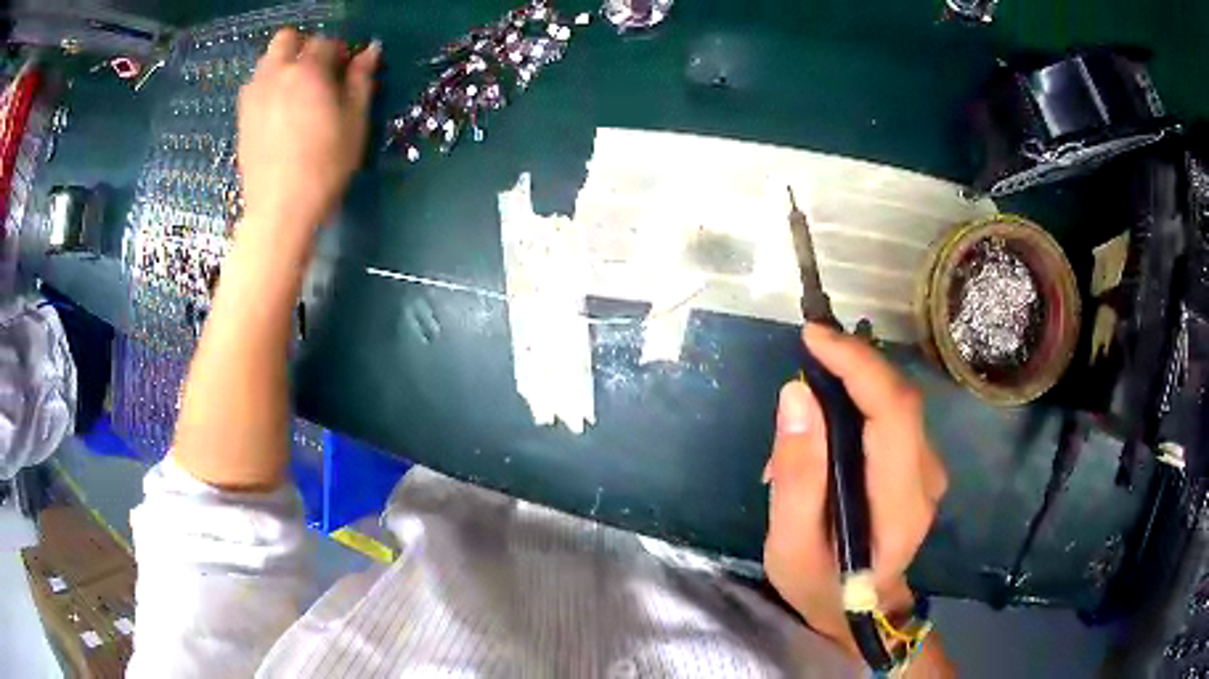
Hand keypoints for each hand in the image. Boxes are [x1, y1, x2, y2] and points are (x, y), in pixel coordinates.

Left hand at [237, 29, 378, 234]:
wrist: (280, 209)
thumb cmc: (325, 165)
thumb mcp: (355, 122)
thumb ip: (361, 80)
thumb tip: (370, 50)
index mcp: (307, 71)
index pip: (326, 42)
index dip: (341, 53)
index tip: (348, 72)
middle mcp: (275, 74)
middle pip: (287, 39)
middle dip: (305, 47)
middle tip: (319, 73)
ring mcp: (253, 95)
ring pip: (267, 60)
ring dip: (284, 65)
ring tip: (297, 92)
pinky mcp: (242, 117)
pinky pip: (254, 85)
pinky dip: (268, 86)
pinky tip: (279, 110)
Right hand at [763, 324, 947, 655]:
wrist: (860, 611)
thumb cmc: (820, 586)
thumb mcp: (789, 545)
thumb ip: (796, 475)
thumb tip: (796, 394)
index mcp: (900, 509)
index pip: (894, 415)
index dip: (858, 365)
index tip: (814, 337)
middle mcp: (927, 481)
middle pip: (900, 400)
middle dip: (854, 363)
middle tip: (807, 350)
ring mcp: (929, 472)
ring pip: (897, 403)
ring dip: (853, 384)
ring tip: (807, 403)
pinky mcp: (920, 465)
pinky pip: (893, 416)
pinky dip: (859, 402)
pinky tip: (828, 421)